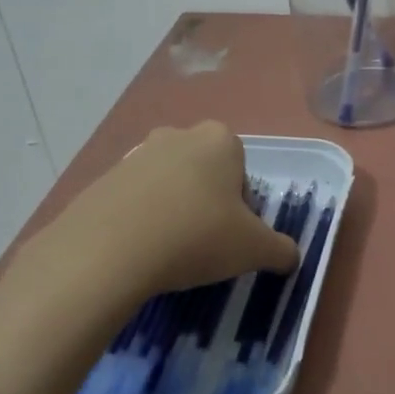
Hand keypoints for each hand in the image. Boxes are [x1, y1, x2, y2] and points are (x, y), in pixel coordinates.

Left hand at [54, 121, 299, 300]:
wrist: (109, 249)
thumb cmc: (196, 236)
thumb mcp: (254, 249)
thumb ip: (281, 250)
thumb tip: (291, 258)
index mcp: (220, 139)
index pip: (242, 173)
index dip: (241, 208)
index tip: (231, 237)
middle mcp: (178, 135)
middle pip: (205, 174)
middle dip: (207, 205)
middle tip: (203, 245)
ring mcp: (136, 154)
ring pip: (168, 186)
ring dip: (173, 212)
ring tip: (167, 252)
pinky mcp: (103, 178)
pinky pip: (134, 200)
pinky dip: (140, 221)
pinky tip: (138, 252)